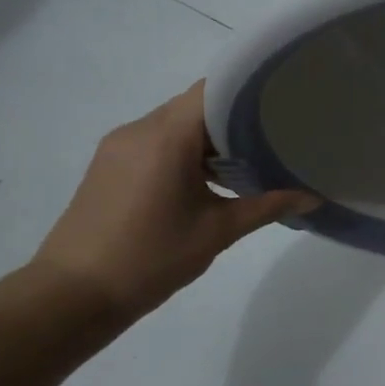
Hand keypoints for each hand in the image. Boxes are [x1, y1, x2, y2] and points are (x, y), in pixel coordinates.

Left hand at [32, 81, 315, 320]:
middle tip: (277, 133)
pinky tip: (211, 178)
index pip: (213, 90)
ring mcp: (119, 146)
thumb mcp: (217, 232)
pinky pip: (156, 141)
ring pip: (175, 124)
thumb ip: (266, 207)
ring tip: (250, 158)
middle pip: (195, 105)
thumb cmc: (150, 259)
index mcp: (165, 137)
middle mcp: (138, 130)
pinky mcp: (110, 165)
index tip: (283, 103)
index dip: (249, 91)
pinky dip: (186, 150)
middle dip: (235, 117)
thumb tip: (311, 198)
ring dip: (210, 137)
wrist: (73, 295)